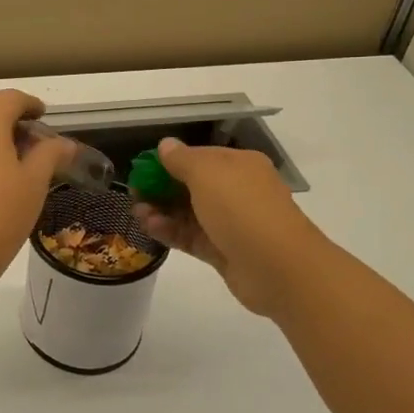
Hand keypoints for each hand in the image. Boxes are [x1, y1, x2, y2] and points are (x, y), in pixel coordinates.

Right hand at [132, 138, 329, 319]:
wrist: (278, 267)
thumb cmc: (242, 208)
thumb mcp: (207, 172)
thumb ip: (182, 159)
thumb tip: (166, 145)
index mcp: (239, 165)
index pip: (199, 157)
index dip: (170, 161)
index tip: (142, 169)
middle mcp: (237, 191)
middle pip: (192, 185)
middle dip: (161, 187)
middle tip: (135, 193)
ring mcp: (231, 223)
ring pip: (189, 213)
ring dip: (162, 210)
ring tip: (137, 213)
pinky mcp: (223, 251)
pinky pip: (191, 237)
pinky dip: (171, 231)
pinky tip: (149, 228)